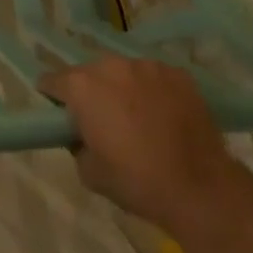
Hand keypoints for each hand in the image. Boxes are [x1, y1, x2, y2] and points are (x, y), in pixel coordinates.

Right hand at [41, 55, 237, 234]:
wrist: (199, 187)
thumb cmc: (136, 181)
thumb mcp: (89, 173)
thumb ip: (76, 144)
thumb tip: (81, 133)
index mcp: (82, 86)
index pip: (52, 81)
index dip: (53, 97)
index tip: (61, 114)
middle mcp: (111, 65)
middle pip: (90, 73)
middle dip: (91, 92)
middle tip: (103, 120)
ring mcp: (146, 65)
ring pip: (124, 72)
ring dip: (123, 88)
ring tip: (138, 117)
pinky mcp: (176, 73)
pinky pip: (154, 78)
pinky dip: (153, 92)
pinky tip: (164, 116)